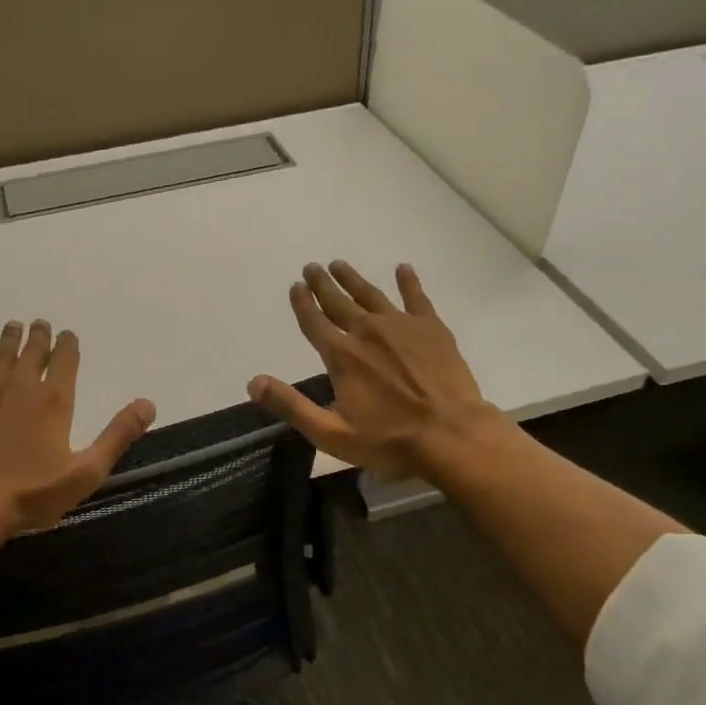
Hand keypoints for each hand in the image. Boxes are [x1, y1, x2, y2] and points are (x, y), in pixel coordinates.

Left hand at [0, 318, 155, 534]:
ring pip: (1, 358)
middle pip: (33, 353)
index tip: (68, 334)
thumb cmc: (32, 493)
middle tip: (39, 323)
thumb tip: (148, 404)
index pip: (65, 360)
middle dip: (39, 337)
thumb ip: (117, 435)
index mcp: (55, 401)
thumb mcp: (87, 471)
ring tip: (13, 326)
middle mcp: (22, 387)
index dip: (68, 344)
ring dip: (8, 341)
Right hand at [248, 262, 509, 479]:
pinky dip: (408, 282)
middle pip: (339, 302)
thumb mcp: (331, 433)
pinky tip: (403, 269)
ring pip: (371, 294)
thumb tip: (254, 382)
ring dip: (353, 279)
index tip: (295, 286)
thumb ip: (291, 405)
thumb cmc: (389, 440)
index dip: (302, 303)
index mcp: (342, 356)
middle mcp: (367, 332)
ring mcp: (401, 326)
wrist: (451, 435)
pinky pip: (416, 297)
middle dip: (323, 283)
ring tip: (340, 264)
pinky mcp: (432, 328)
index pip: (314, 322)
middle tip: (312, 267)